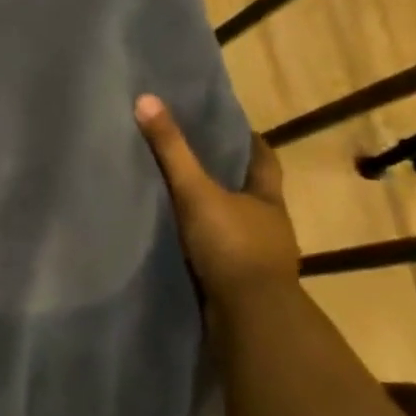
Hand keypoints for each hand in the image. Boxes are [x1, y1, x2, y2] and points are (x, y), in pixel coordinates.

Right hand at [134, 94, 299, 306]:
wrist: (249, 316)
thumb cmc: (231, 245)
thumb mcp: (195, 192)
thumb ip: (171, 151)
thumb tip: (146, 99)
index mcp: (267, 199)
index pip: (263, 159)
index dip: (250, 142)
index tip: (231, 127)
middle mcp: (270, 225)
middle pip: (252, 192)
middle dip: (230, 178)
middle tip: (198, 159)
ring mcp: (259, 258)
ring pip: (238, 226)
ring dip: (219, 216)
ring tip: (185, 202)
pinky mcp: (242, 284)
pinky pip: (224, 255)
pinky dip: (209, 247)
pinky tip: (186, 244)